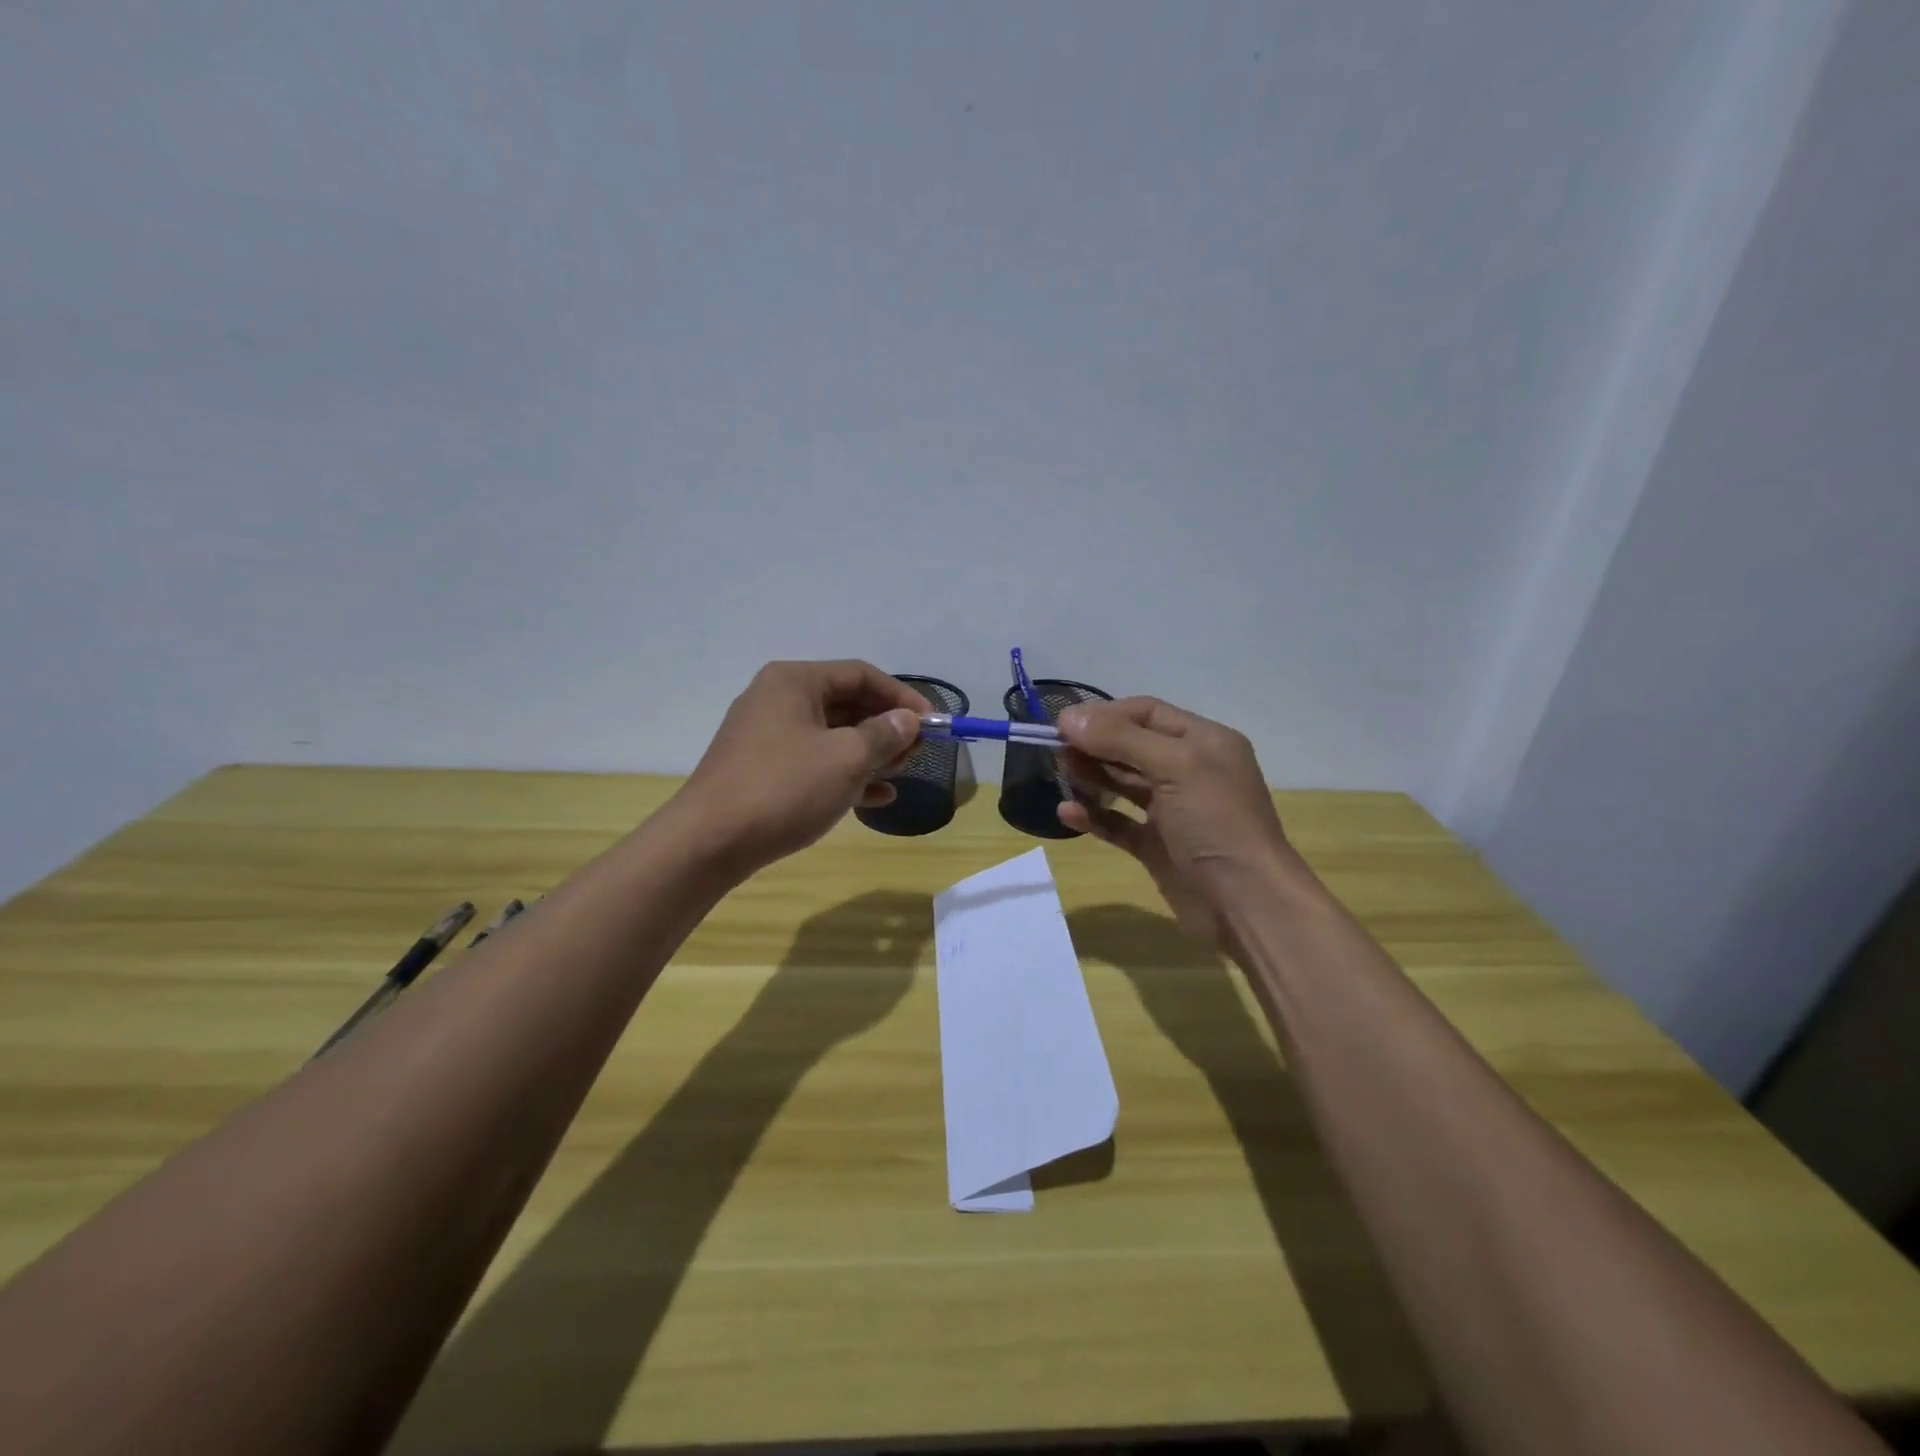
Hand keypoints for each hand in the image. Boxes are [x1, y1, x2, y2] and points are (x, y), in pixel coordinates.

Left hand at [675, 660, 931, 875]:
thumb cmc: (784, 788)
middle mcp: (778, 700)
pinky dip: (846, 775)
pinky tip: (876, 798)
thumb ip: (883, 735)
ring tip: (901, 774)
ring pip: (832, 736)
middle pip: (846, 703)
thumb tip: (907, 721)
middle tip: (917, 752)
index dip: (901, 697)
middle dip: (886, 727)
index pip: (860, 674)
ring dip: (870, 753)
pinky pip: (815, 763)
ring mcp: (768, 737)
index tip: (932, 724)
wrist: (709, 842)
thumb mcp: (845, 758)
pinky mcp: (763, 770)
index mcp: (795, 682)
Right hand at [1055, 696, 1306, 949]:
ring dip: (1091, 776)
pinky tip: (1066, 812)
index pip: (1147, 713)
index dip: (1104, 715)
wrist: (1246, 903)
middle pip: (1131, 746)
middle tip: (1054, 749)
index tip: (1063, 724)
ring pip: (1123, 784)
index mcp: (1203, 742)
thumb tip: (1068, 718)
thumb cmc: (1216, 822)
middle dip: (1094, 745)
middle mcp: (1189, 771)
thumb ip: (1120, 739)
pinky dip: (1093, 816)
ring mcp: (1172, 811)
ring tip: (1059, 772)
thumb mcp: (1174, 766)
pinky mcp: (1158, 846)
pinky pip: (1119, 823)